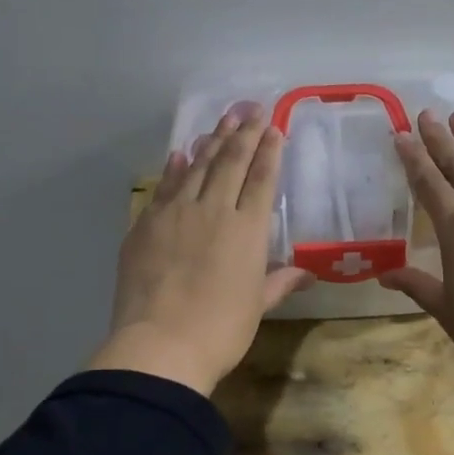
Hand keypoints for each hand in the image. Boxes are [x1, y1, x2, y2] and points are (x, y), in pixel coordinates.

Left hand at [90, 104, 310, 395]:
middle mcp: (213, 210)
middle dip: (244, 133)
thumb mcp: (257, 306)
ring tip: (223, 120)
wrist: (160, 345)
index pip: (262, 179)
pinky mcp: (146, 224)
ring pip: (197, 167)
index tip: (273, 128)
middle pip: (231, 163)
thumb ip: (280, 281)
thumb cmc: (221, 330)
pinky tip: (179, 153)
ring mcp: (176, 213)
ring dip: (212, 141)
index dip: (269, 151)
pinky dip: (174, 168)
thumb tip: (307, 273)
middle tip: (251, 109)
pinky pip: (164, 186)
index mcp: (247, 229)